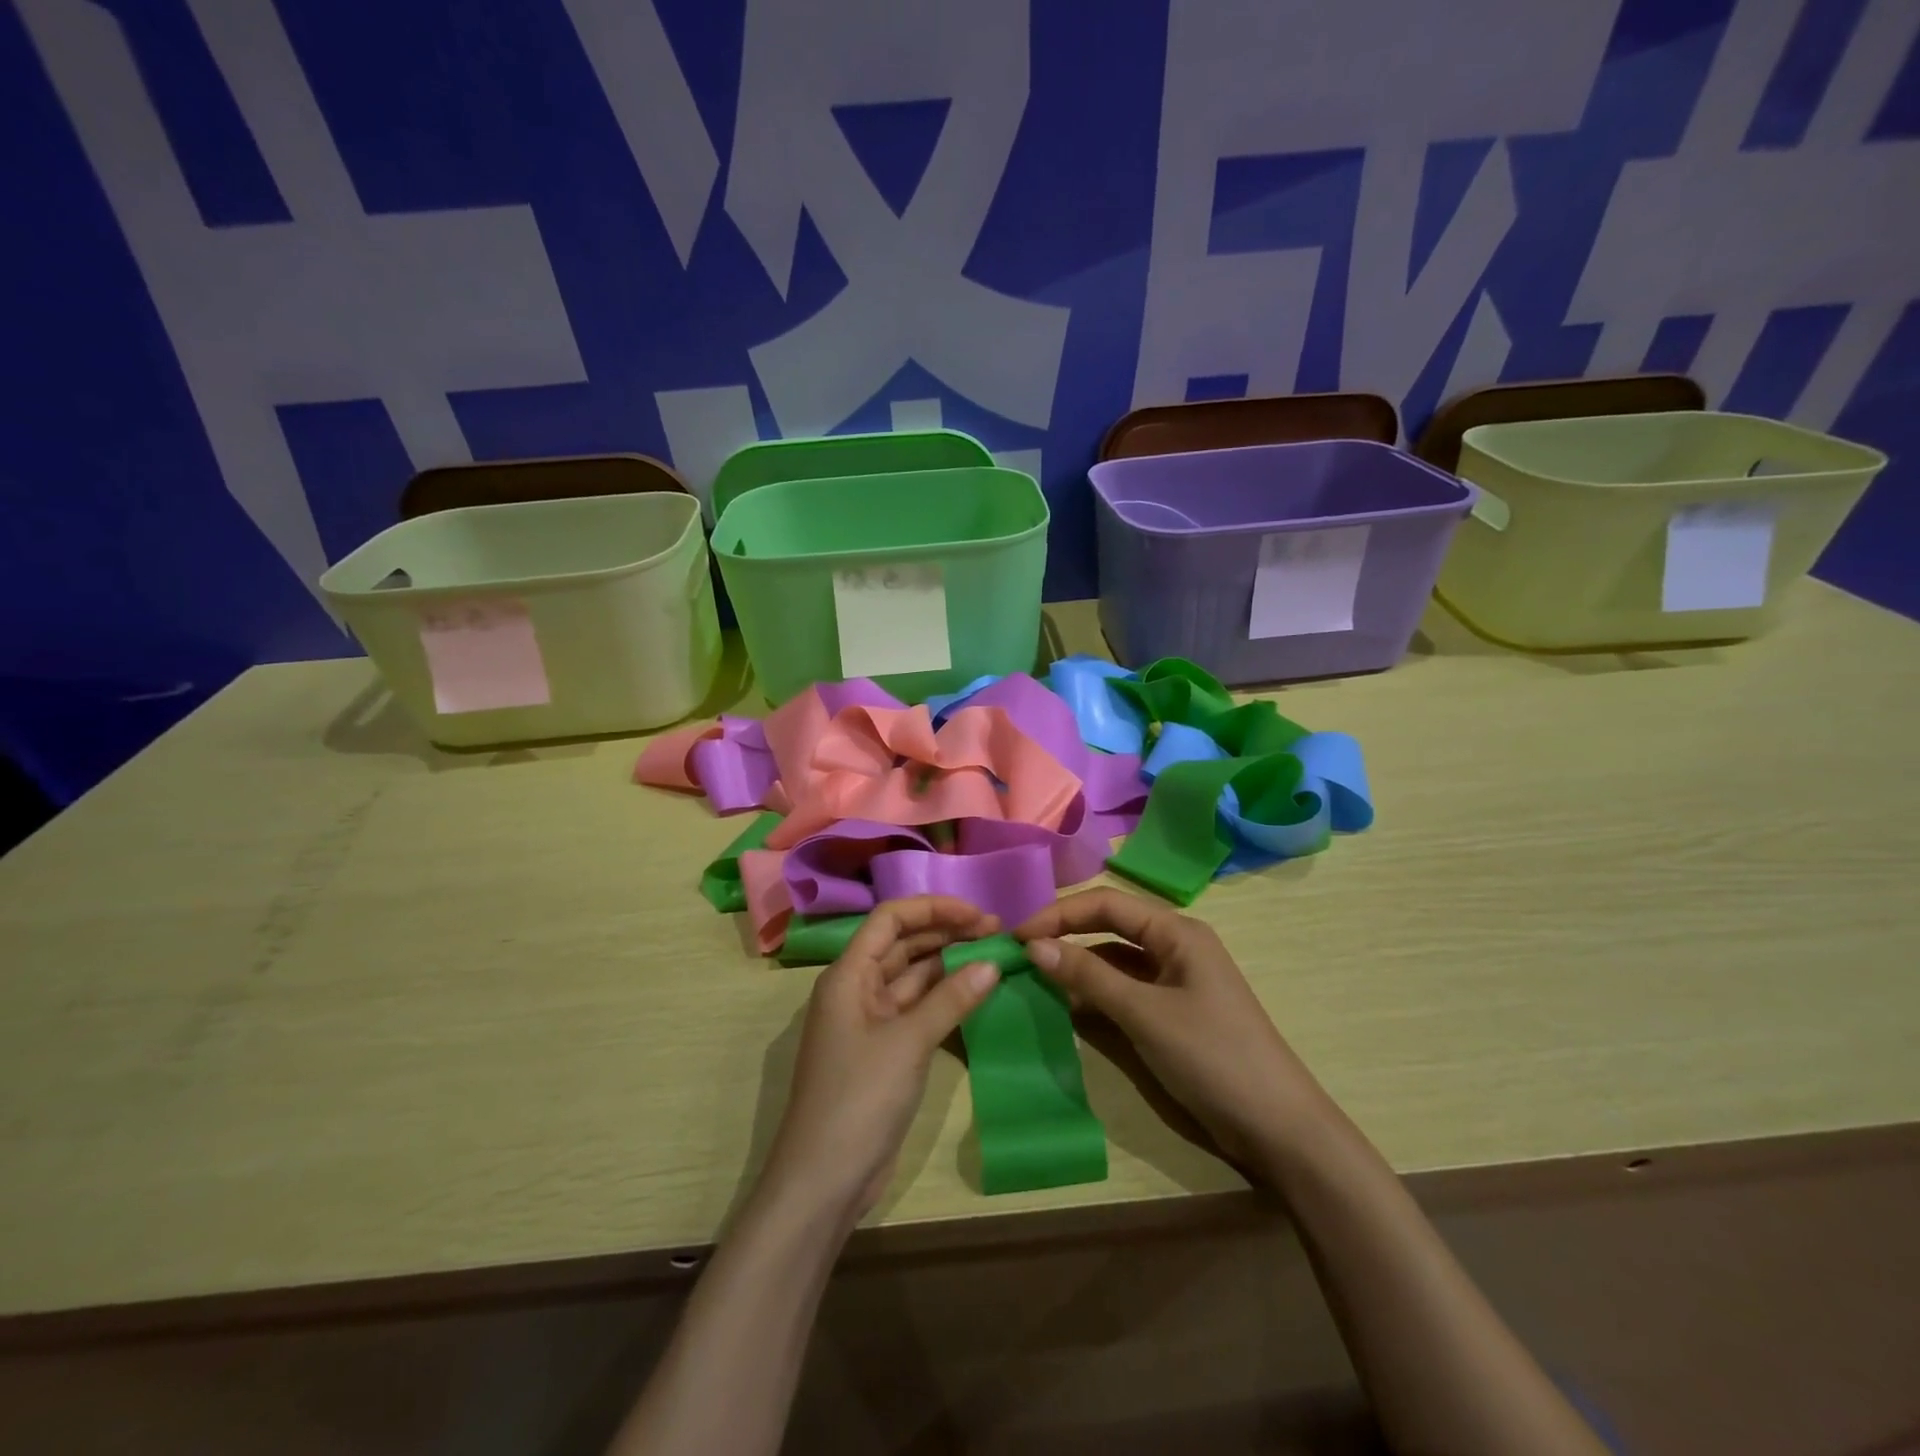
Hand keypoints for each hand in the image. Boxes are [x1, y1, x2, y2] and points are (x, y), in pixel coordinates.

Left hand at [757, 897, 1001, 1228]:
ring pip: (913, 975)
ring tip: (994, 952)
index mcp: (848, 975)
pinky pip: (917, 1008)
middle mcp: (857, 989)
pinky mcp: (885, 1049)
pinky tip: (976, 990)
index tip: (977, 913)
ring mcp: (870, 1020)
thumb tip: (993, 962)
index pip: (890, 919)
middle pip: (903, 943)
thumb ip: (951, 998)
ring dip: (949, 962)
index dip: (932, 908)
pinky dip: (945, 996)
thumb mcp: (908, 1043)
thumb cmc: (858, 1099)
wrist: (824, 1180)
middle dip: (946, 932)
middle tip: (997, 931)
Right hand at [1015, 888, 1330, 1174]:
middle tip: (1019, 953)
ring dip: (1078, 965)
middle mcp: (1175, 946)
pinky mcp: (1172, 1012)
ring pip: (1115, 960)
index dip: (1059, 914)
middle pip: (1110, 927)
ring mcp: (1175, 980)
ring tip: (1033, 976)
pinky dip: (1096, 993)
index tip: (1018, 936)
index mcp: (1176, 931)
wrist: (1277, 1128)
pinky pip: (1125, 989)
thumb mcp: (1145, 1013)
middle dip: (1065, 935)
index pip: (1106, 904)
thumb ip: (1088, 976)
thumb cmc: (1212, 1056)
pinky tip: (1068, 1005)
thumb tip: (1034, 946)